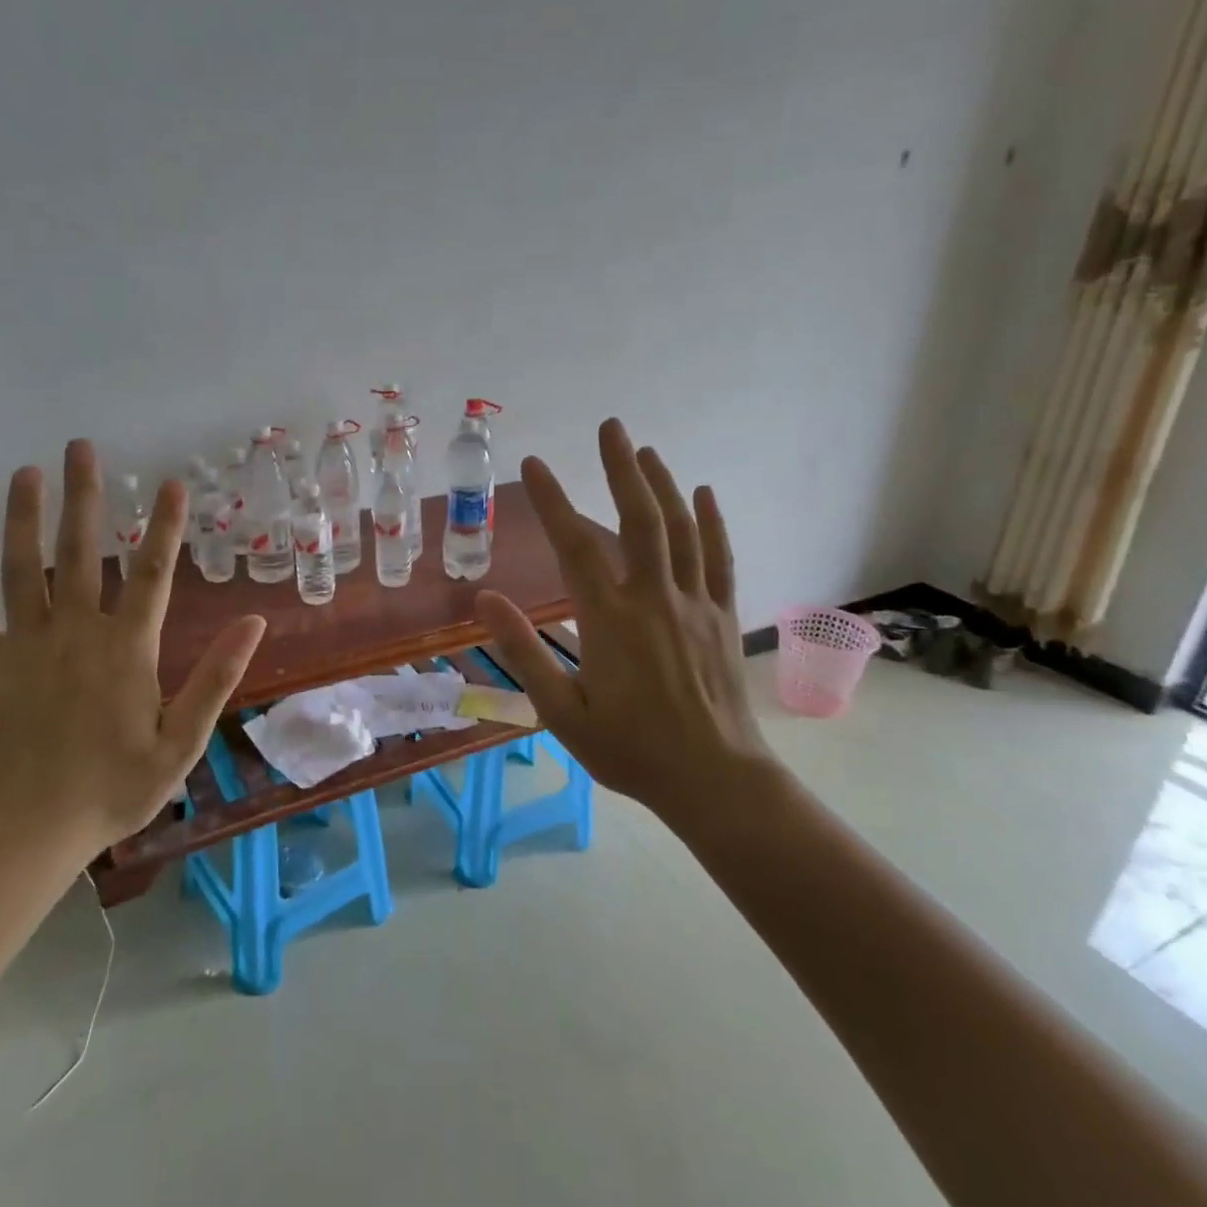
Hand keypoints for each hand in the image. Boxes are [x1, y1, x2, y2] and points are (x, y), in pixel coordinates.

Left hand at [0, 439, 265, 868]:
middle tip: (81, 449)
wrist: (26, 831)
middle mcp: (76, 633)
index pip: (153, 573)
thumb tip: (254, 623)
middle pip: (82, 552)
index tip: (173, 484)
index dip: (166, 526)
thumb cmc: (112, 790)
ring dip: (24, 518)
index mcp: (127, 649)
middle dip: (85, 498)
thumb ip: (216, 679)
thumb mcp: (181, 743)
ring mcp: (26, 646)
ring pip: (23, 569)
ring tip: (25, 473)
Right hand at [476, 418, 769, 818]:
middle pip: (639, 519)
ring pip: (681, 530)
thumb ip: (523, 652)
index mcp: (610, 620)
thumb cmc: (630, 750)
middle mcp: (654, 598)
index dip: (552, 501)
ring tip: (645, 450)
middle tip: (610, 426)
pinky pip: (718, 558)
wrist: (714, 780)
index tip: (535, 464)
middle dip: (621, 468)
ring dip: (662, 484)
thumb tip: (484, 599)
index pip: (575, 546)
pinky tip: (704, 493)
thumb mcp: (561, 712)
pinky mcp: (722, 616)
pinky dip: (711, 522)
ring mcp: (694, 604)